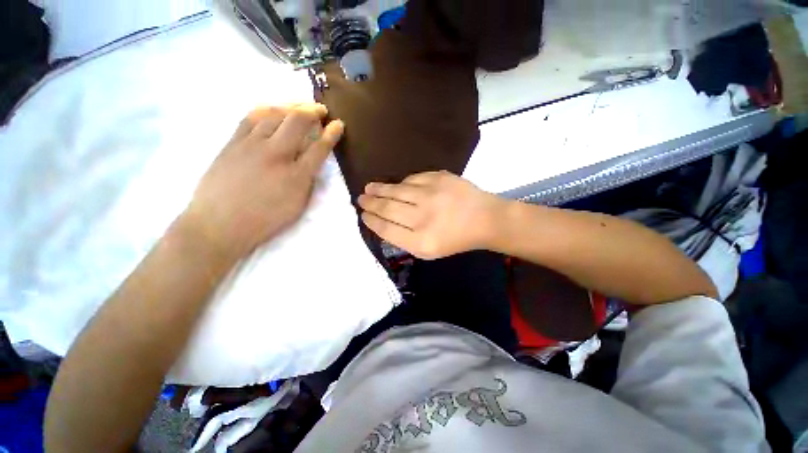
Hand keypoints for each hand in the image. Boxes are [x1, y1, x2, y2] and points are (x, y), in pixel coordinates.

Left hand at [183, 104, 343, 258]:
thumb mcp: (297, 206)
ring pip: (274, 114)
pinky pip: (251, 118)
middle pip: (297, 122)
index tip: (338, 124)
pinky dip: (266, 110)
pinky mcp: (232, 143)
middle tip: (320, 109)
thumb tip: (310, 163)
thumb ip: (307, 182)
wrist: (219, 224)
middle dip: (313, 111)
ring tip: (300, 105)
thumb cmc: (264, 220)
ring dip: (291, 106)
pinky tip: (273, 110)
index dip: (331, 134)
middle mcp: (276, 155)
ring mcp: (251, 145)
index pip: (319, 148)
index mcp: (296, 176)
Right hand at [358, 171, 505, 259]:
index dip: (371, 221)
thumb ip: (404, 239)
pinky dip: (401, 183)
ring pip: (396, 190)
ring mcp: (431, 195)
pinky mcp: (439, 178)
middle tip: (360, 199)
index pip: (386, 229)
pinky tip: (395, 185)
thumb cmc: (456, 239)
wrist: (484, 219)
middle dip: (370, 203)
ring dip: (379, 189)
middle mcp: (423, 218)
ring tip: (369, 188)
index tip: (363, 215)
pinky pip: (411, 179)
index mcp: (420, 242)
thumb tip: (383, 223)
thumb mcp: (429, 251)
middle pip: (387, 208)